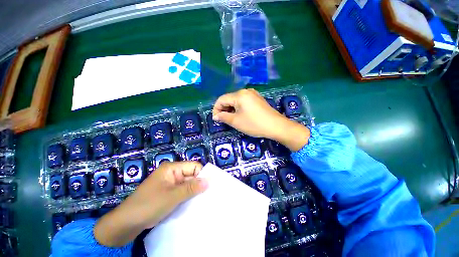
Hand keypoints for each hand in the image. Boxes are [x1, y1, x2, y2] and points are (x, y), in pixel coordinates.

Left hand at [94, 161, 207, 246]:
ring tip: (204, 200)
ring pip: (188, 184)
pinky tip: (194, 203)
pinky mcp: (169, 192)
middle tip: (209, 194)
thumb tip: (209, 181)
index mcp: (172, 168)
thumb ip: (191, 188)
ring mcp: (171, 183)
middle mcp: (172, 173)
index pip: (194, 166)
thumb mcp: (172, 196)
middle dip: (199, 184)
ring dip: (194, 191)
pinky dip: (188, 196)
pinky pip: (183, 191)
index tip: (210, 186)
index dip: (202, 174)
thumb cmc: (149, 205)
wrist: (126, 223)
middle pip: (191, 175)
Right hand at [212, 89, 309, 150]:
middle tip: (223, 121)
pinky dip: (239, 108)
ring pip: (236, 101)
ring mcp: (253, 94)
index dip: (216, 109)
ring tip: (231, 119)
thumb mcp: (236, 121)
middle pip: (229, 99)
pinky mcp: (258, 99)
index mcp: (239, 95)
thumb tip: (216, 116)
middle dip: (224, 109)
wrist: (276, 126)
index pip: (221, 99)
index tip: (216, 120)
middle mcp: (246, 91)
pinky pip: (244, 102)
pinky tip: (240, 116)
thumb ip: (223, 117)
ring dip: (231, 109)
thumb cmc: (254, 124)